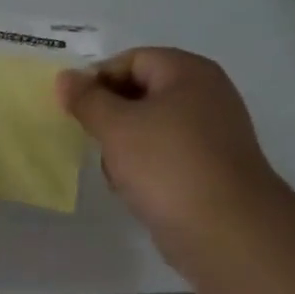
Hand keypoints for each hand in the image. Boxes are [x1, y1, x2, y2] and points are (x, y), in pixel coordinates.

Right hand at [57, 48, 284, 269]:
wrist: (228, 233)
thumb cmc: (168, 166)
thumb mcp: (116, 127)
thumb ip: (87, 99)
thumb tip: (66, 77)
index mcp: (188, 72)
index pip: (131, 60)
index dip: (97, 80)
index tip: (73, 109)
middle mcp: (206, 96)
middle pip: (142, 93)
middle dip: (111, 117)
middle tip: (92, 141)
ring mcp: (213, 135)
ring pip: (151, 129)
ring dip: (126, 148)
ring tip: (117, 173)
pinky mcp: (212, 170)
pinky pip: (167, 157)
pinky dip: (147, 169)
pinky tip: (136, 192)